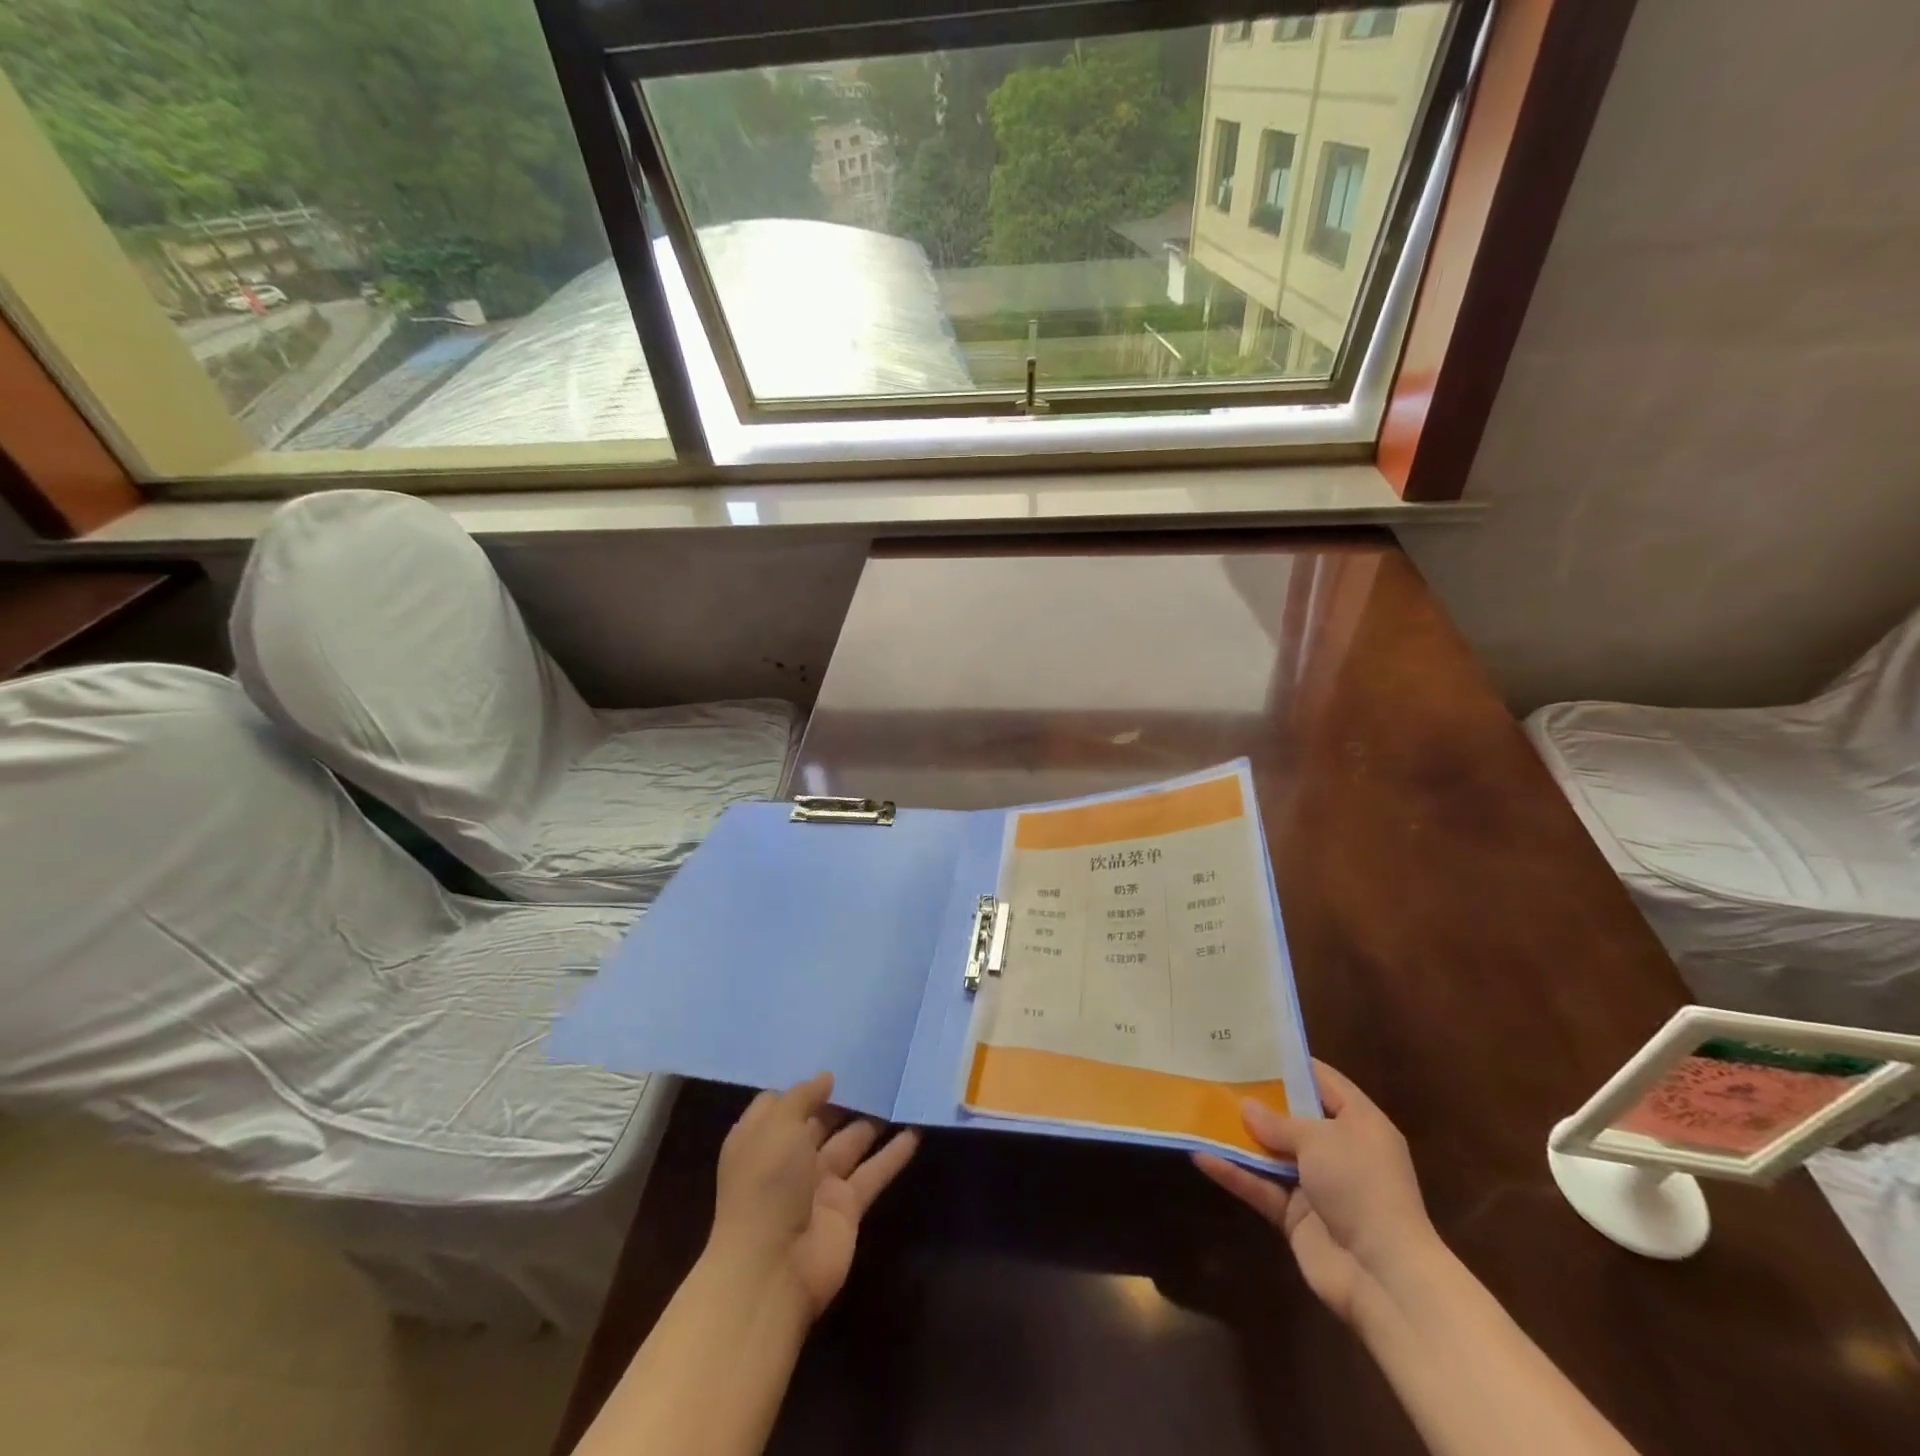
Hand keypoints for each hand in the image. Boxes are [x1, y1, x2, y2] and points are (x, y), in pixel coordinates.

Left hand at [707, 1072, 919, 1319]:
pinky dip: (893, 1154)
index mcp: (761, 1139)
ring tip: (900, 1092)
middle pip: (820, 1121)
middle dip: (844, 1098)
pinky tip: (915, 1131)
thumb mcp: (777, 1126)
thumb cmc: (765, 1185)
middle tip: (878, 1069)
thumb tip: (826, 1077)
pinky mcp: (847, 1208)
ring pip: (851, 1143)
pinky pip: (873, 1172)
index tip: (832, 1064)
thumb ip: (803, 1096)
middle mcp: (789, 1159)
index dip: (803, 1087)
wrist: (770, 1269)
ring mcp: (819, 1185)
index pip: (781, 1104)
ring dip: (873, 1121)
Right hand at [1194, 1060, 1438, 1324]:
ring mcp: (1318, 1185)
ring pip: (1272, 1153)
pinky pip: (1261, 1187)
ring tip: (1201, 1110)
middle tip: (1218, 1074)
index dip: (1291, 1064)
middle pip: (1293, 1117)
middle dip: (1258, 1100)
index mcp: (1360, 1124)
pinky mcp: (1297, 1217)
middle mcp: (1340, 1150)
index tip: (1253, 1048)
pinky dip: (1235, 1173)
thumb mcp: (1320, 1139)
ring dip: (1240, 1138)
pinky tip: (1201, 1156)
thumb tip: (1246, 1107)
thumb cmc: (1361, 1187)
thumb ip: (1278, 1122)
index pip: (1325, 1082)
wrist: (1384, 1277)